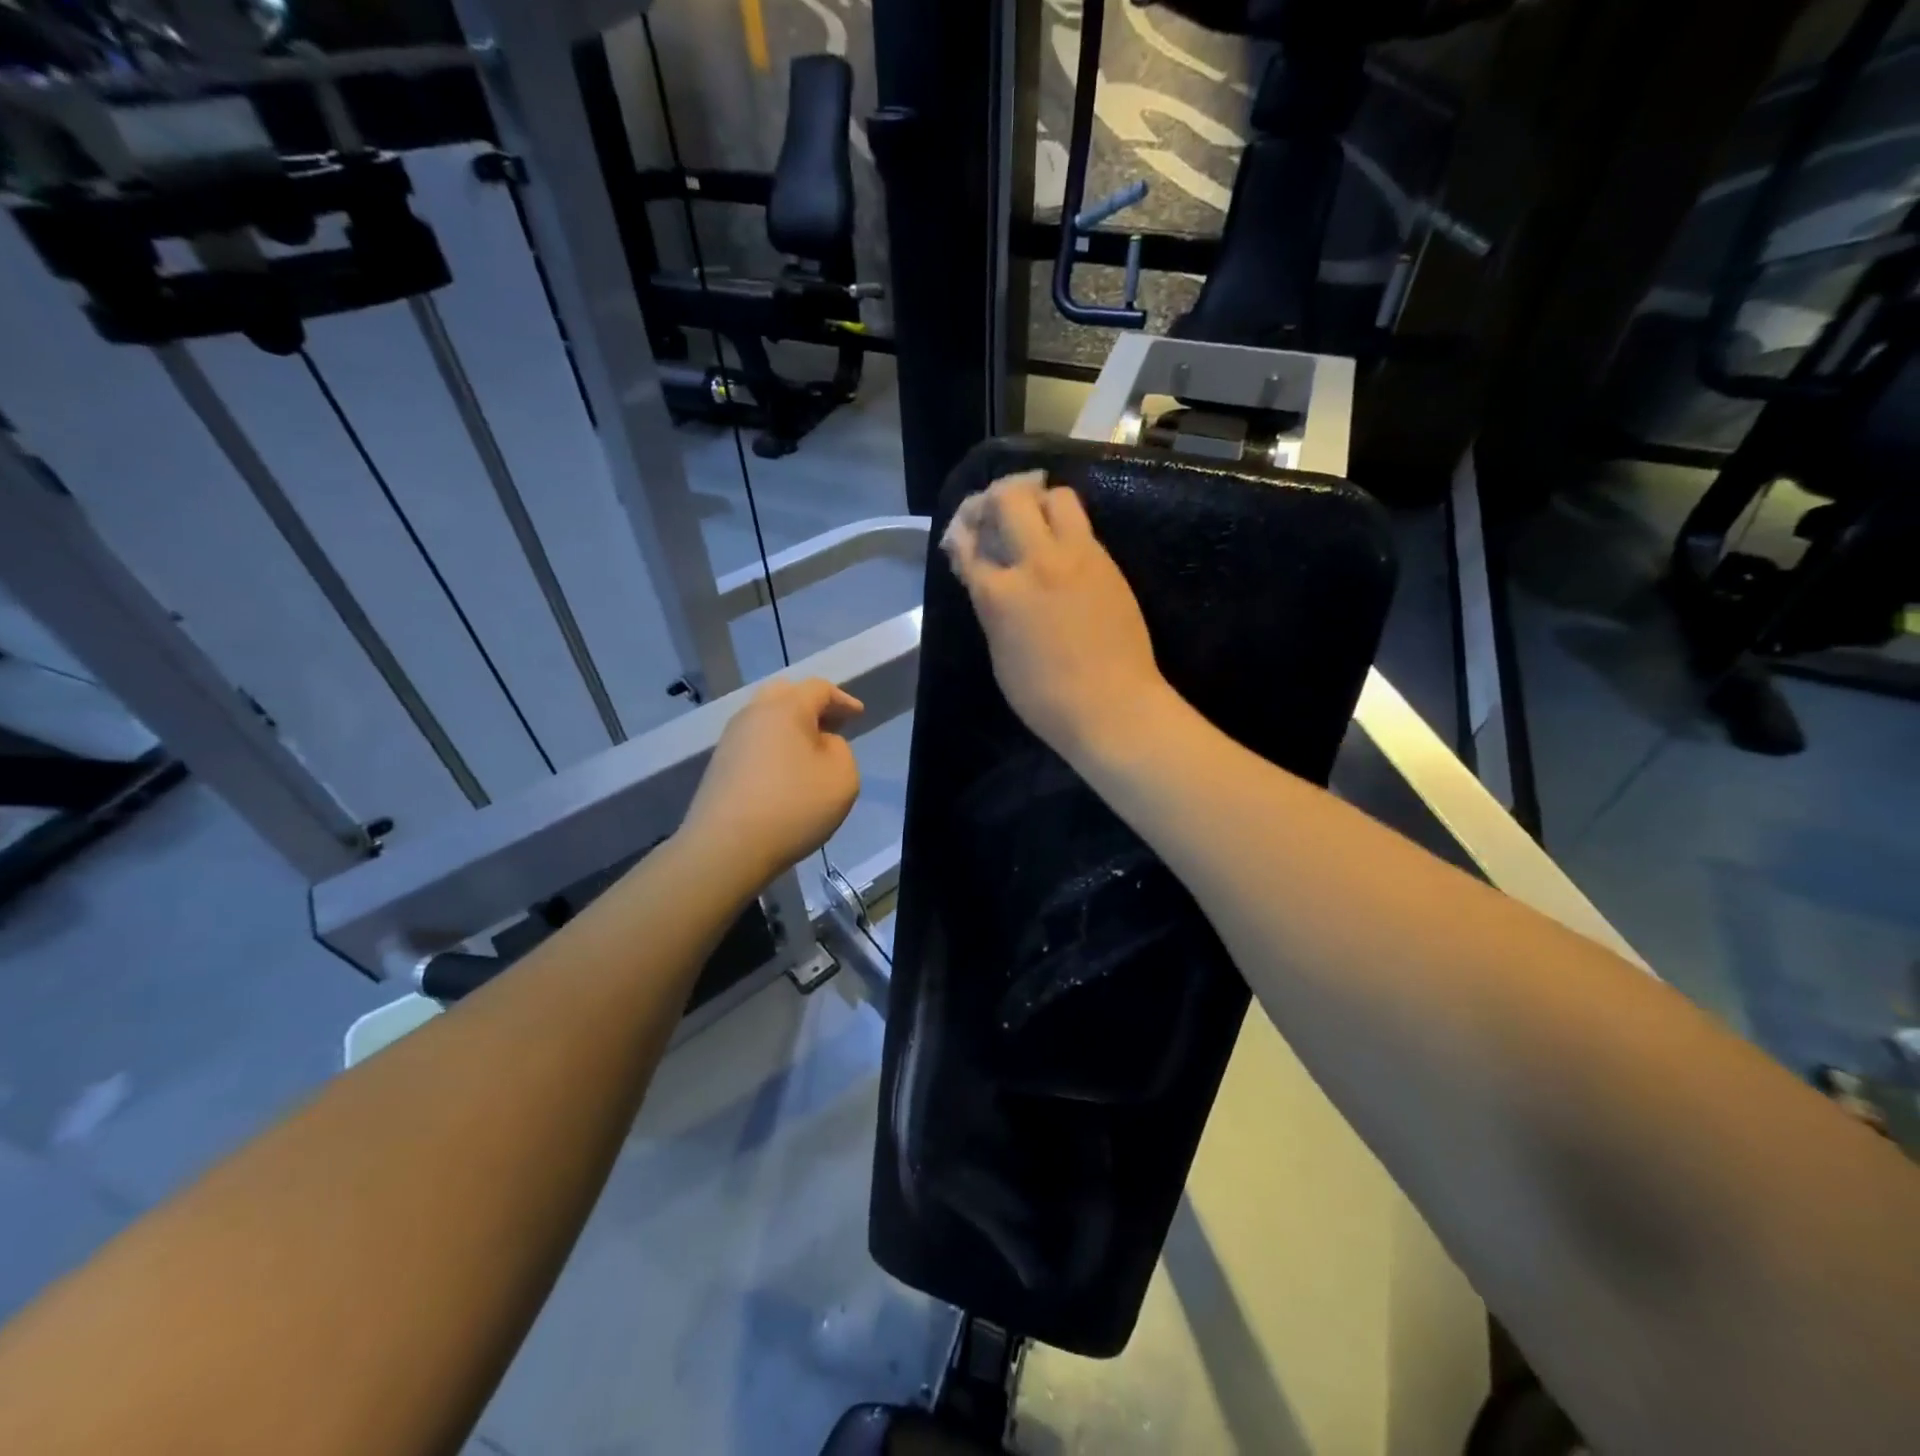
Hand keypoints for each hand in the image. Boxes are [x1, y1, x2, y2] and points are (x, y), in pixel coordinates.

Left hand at [681, 678, 862, 879]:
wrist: (726, 847)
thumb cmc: (793, 806)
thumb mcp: (842, 777)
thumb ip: (840, 750)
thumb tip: (821, 744)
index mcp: (786, 708)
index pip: (818, 688)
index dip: (842, 699)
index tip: (858, 715)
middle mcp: (753, 715)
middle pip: (785, 694)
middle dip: (811, 705)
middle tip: (832, 725)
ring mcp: (730, 740)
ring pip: (765, 719)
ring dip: (790, 728)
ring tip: (810, 751)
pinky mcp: (719, 766)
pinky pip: (753, 744)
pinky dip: (774, 748)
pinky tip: (785, 773)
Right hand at [942, 470, 1173, 762]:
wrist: (1113, 707)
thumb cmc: (1046, 698)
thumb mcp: (1000, 655)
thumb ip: (991, 608)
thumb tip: (987, 579)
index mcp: (999, 593)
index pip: (968, 542)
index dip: (961, 532)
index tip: (963, 534)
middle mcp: (1036, 562)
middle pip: (1010, 498)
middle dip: (994, 498)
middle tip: (994, 514)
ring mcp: (1078, 557)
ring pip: (1056, 497)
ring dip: (1037, 501)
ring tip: (1033, 522)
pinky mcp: (1107, 562)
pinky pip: (1082, 525)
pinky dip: (1064, 525)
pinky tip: (1060, 547)